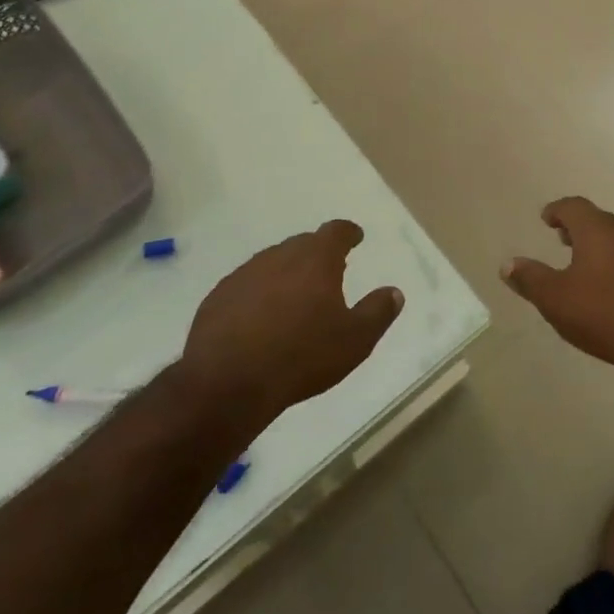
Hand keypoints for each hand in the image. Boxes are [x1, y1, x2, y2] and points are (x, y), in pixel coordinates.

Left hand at [181, 221, 402, 433]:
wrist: (228, 381)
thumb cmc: (302, 356)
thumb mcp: (355, 340)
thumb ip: (378, 312)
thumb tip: (394, 292)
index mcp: (316, 259)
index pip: (336, 232)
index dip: (348, 232)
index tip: (355, 237)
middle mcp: (280, 255)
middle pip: (303, 244)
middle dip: (318, 253)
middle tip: (329, 271)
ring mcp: (245, 274)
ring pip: (273, 263)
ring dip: (287, 273)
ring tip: (295, 296)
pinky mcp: (218, 296)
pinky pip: (247, 285)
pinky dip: (259, 294)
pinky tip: (260, 319)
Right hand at [502, 198, 613, 383]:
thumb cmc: (605, 316)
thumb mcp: (556, 300)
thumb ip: (531, 279)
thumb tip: (508, 264)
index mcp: (598, 230)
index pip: (574, 206)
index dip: (557, 210)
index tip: (547, 218)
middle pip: (599, 220)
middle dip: (579, 228)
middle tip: (564, 241)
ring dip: (603, 247)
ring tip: (590, 267)